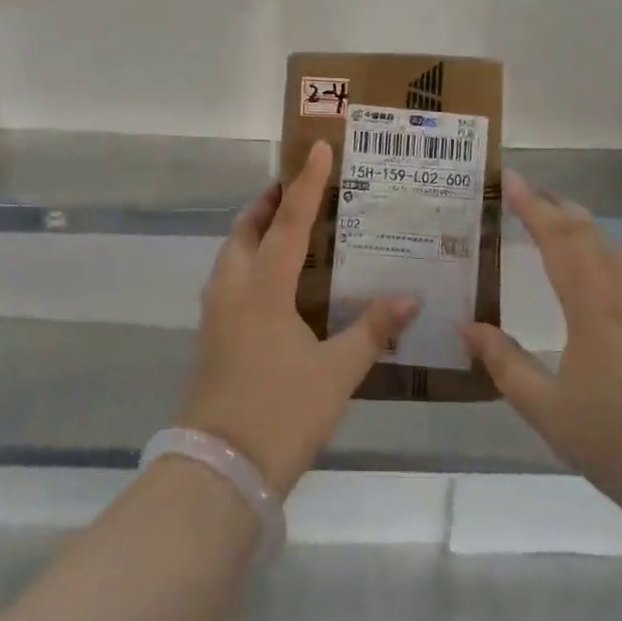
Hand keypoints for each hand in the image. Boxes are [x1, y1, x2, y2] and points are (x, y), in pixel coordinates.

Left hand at [178, 141, 416, 496]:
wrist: (217, 473)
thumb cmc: (281, 414)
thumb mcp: (336, 373)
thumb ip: (372, 331)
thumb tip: (411, 298)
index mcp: (263, 288)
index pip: (290, 222)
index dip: (307, 183)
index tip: (318, 147)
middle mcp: (233, 290)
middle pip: (247, 229)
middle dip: (269, 203)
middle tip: (296, 188)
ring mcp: (216, 314)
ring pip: (232, 254)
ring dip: (254, 231)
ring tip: (284, 227)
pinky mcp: (211, 338)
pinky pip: (228, 279)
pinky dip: (248, 260)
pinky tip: (271, 282)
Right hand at [461, 170, 621, 525]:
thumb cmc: (618, 444)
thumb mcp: (548, 410)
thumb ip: (505, 364)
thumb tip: (466, 325)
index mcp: (593, 307)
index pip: (558, 239)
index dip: (533, 206)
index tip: (512, 179)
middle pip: (590, 235)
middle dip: (558, 208)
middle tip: (530, 193)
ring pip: (617, 251)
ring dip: (586, 229)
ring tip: (561, 221)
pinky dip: (609, 255)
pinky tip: (604, 271)